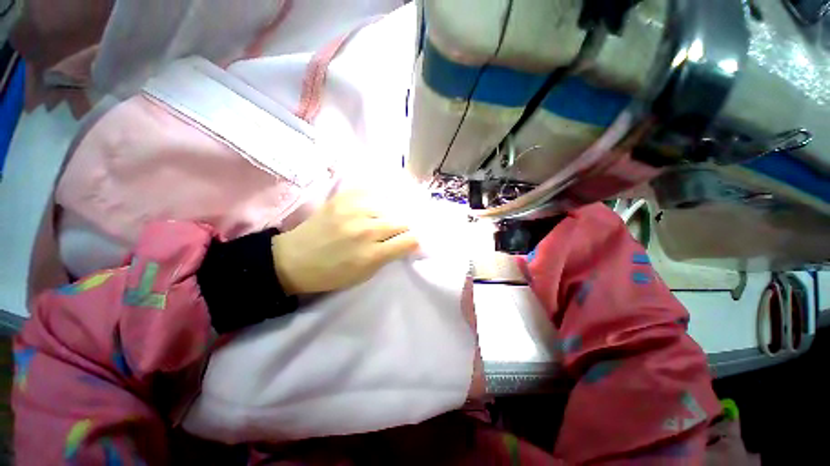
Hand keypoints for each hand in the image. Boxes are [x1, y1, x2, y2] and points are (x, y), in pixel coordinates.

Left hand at [271, 190, 419, 294]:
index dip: (415, 241)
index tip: (413, 241)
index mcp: (371, 254)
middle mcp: (365, 230)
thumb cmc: (332, 273)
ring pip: (390, 206)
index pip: (409, 240)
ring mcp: (353, 210)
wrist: (294, 259)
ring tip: (389, 216)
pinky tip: (378, 204)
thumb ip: (389, 257)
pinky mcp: (343, 197)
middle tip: (402, 230)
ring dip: (394, 213)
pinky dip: (380, 198)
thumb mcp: (365, 275)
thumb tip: (409, 242)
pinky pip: (373, 191)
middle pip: (402, 221)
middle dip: (406, 227)